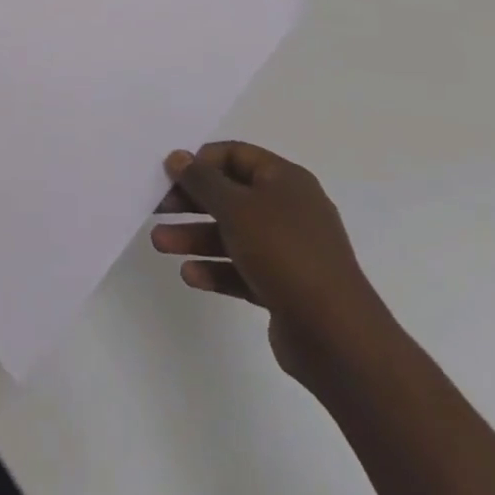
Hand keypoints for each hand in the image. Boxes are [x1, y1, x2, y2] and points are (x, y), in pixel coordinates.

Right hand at [153, 143, 388, 385]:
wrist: (338, 338)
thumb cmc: (285, 254)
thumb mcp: (237, 208)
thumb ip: (203, 181)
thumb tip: (178, 156)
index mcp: (285, 180)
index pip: (235, 155)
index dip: (201, 162)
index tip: (169, 175)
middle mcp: (289, 209)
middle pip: (231, 195)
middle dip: (192, 202)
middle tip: (157, 208)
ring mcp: (289, 251)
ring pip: (233, 234)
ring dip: (196, 237)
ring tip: (159, 244)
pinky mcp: (285, 288)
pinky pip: (243, 269)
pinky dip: (216, 269)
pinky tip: (190, 275)